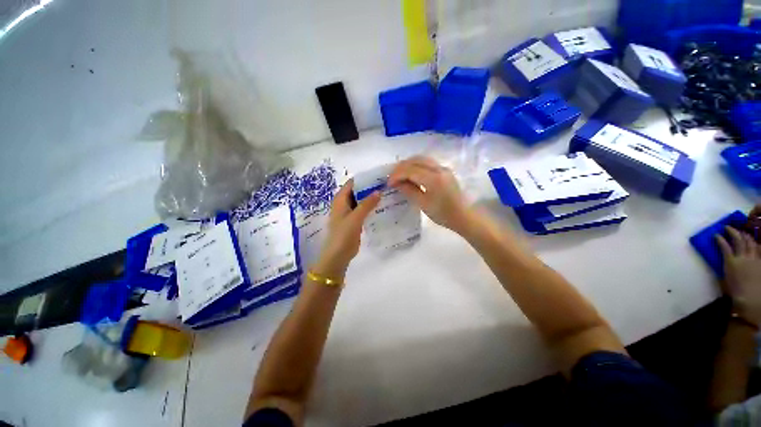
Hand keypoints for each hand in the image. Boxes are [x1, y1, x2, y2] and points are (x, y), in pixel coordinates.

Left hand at [313, 180, 379, 279]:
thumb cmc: (343, 235)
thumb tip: (378, 191)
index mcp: (340, 199)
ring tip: (387, 193)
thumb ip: (366, 204)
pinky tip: (382, 206)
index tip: (379, 176)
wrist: (338, 255)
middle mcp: (344, 203)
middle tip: (386, 185)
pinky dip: (370, 207)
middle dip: (370, 188)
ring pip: (361, 200)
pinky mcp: (354, 220)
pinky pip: (363, 210)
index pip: (353, 183)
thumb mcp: (355, 218)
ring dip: (371, 198)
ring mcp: (349, 212)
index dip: (365, 178)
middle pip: (358, 191)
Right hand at [388, 156, 471, 233]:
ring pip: (421, 159)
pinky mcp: (445, 170)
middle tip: (392, 177)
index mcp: (433, 179)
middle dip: (401, 167)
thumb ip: (409, 191)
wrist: (464, 216)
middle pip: (415, 160)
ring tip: (399, 175)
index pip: (410, 170)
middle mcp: (439, 169)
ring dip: (408, 164)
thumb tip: (397, 183)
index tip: (389, 183)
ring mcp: (443, 168)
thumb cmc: (443, 214)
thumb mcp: (423, 204)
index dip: (397, 175)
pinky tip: (411, 174)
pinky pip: (427, 162)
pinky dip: (416, 165)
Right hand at [716, 226, 760, 325]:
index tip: (715, 235)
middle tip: (728, 227)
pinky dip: (756, 243)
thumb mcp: (726, 281)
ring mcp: (753, 259)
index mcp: (731, 262)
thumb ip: (725, 268)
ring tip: (741, 232)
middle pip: (739, 240)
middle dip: (733, 232)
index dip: (719, 239)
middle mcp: (742, 257)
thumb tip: (722, 260)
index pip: (724, 246)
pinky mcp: (760, 261)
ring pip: (750, 242)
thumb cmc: (735, 292)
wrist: (751, 299)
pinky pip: (759, 249)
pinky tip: (754, 242)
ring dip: (745, 235)